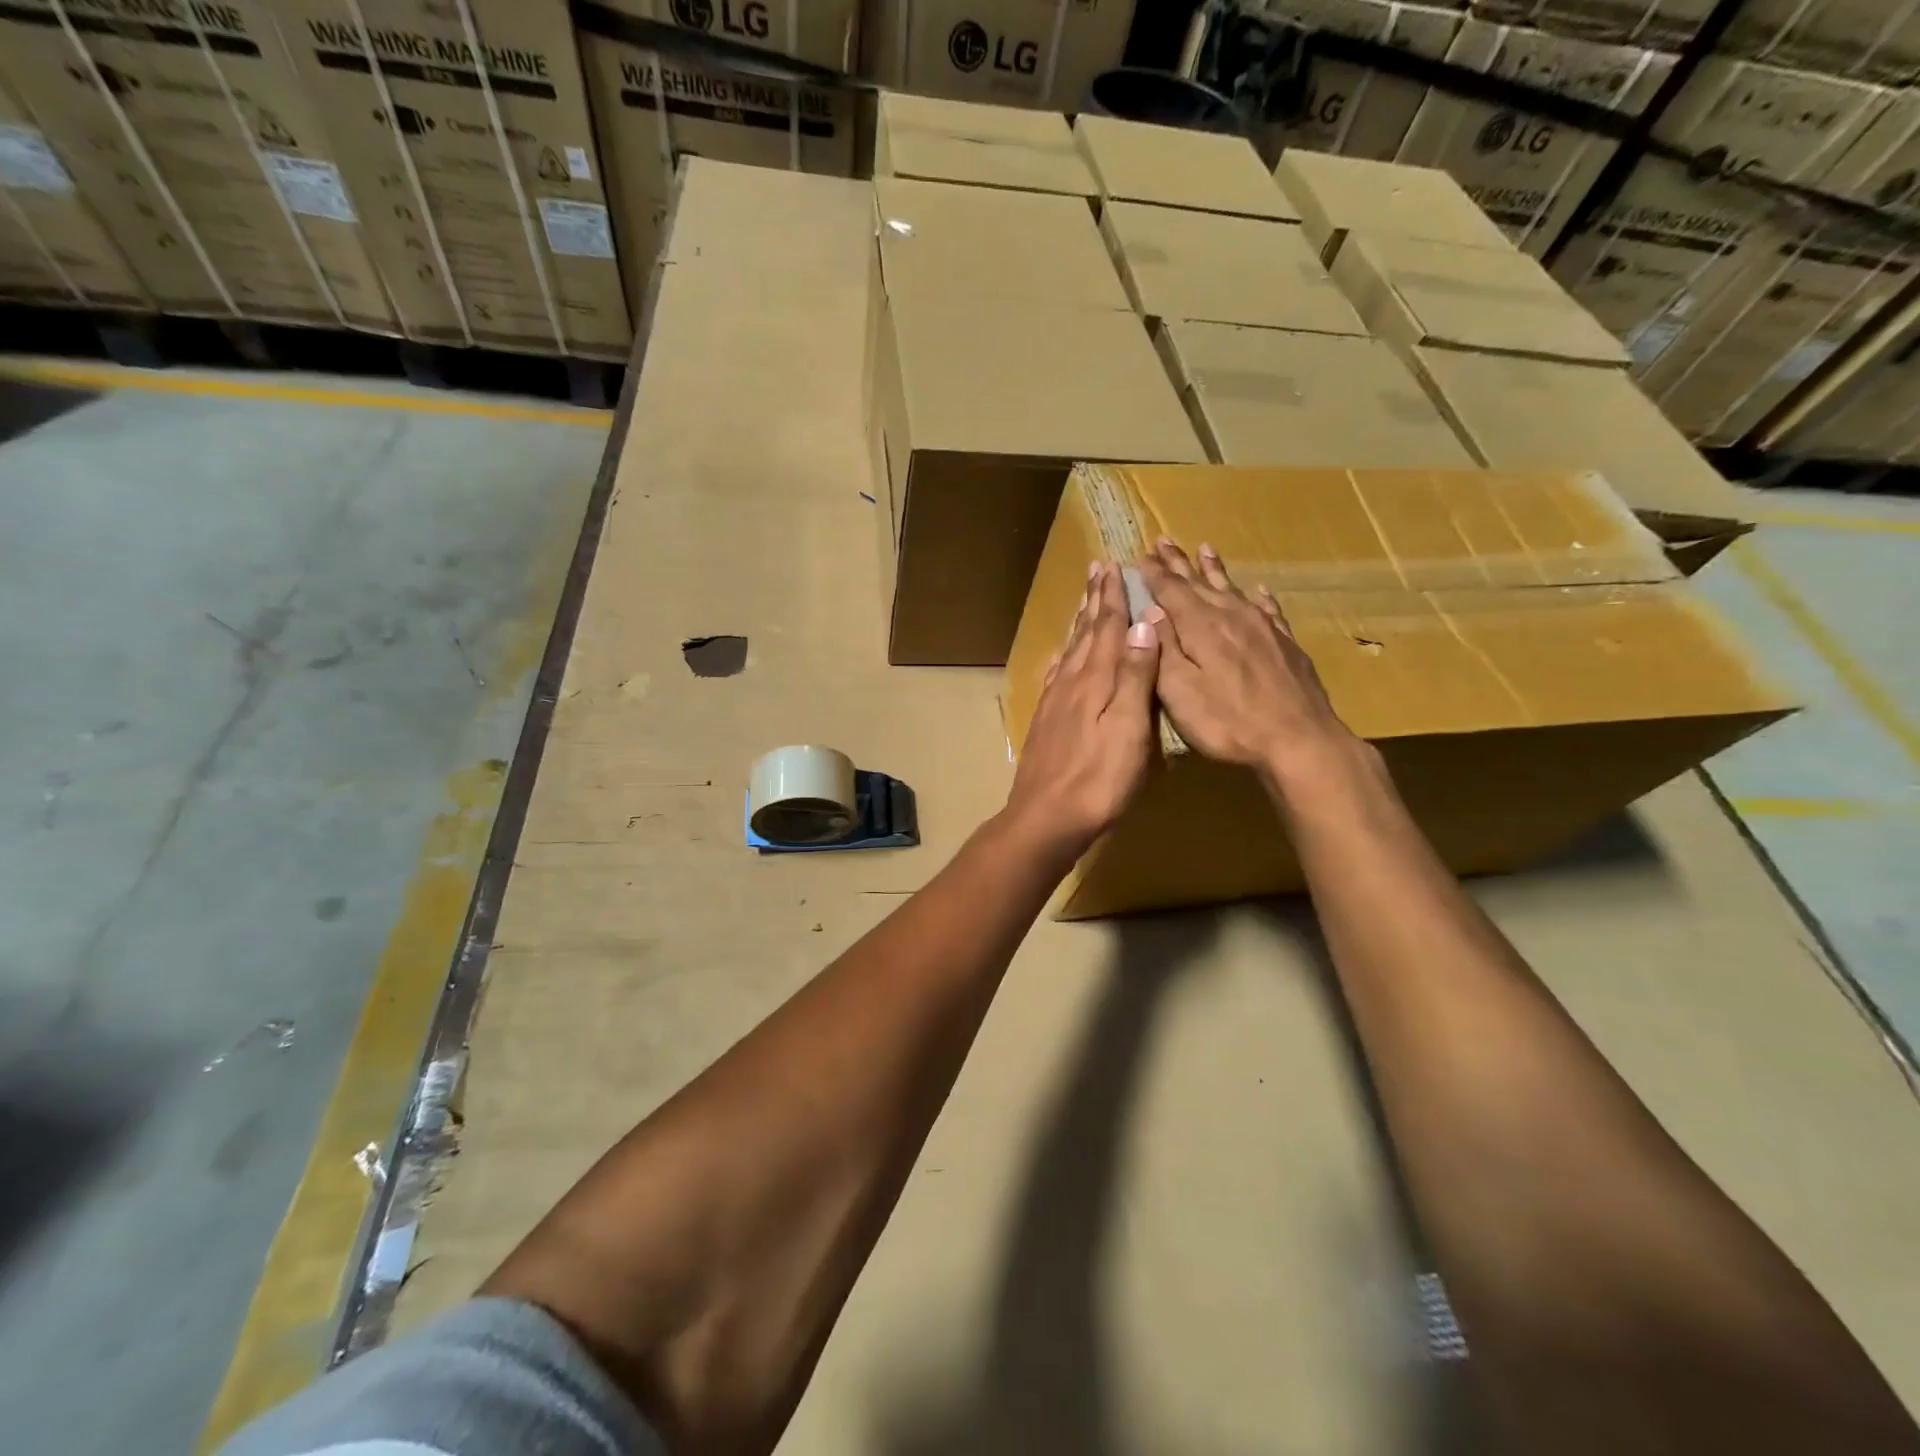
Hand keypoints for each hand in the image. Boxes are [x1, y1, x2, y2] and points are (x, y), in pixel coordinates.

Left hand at [1005, 561, 1159, 860]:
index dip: (1113, 597)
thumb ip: (1134, 676)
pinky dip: (1063, 657)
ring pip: (1070, 650)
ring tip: (1084, 600)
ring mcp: (1054, 702)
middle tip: (1097, 569)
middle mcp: (1071, 682)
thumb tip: (1143, 624)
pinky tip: (1062, 655)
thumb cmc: (1099, 778)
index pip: (1107, 627)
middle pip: (1085, 633)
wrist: (1046, 817)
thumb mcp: (1129, 728)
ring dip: (1079, 622)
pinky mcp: (1046, 721)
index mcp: (1095, 679)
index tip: (1115, 566)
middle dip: (1094, 600)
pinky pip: (1056, 676)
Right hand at [1136, 540, 1357, 789]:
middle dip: (1178, 563)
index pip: (1170, 590)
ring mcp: (1262, 627)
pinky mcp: (1285, 643)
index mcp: (1200, 627)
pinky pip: (1267, 609)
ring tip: (1204, 549)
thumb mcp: (1179, 691)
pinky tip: (1257, 590)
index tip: (1139, 556)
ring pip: (1232, 588)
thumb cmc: (1227, 721)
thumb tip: (1152, 611)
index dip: (1153, 574)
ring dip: (1214, 569)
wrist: (1298, 739)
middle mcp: (1230, 616)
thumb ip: (1163, 648)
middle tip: (1163, 541)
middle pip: (1199, 582)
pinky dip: (1257, 596)